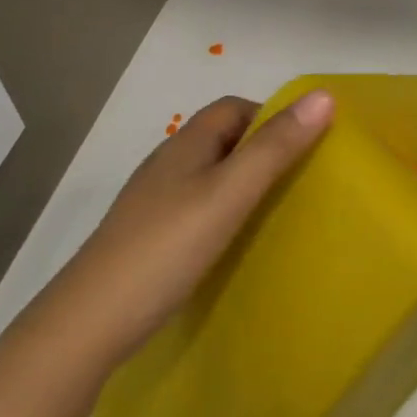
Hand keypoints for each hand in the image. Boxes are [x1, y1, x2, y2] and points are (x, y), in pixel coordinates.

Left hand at [55, 92, 333, 366]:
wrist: (93, 320)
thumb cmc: (167, 247)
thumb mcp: (229, 194)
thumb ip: (275, 148)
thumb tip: (324, 96)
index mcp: (186, 145)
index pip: (234, 107)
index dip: (273, 116)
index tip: (309, 146)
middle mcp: (169, 164)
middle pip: (224, 139)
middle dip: (265, 150)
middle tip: (303, 181)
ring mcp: (156, 201)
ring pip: (212, 176)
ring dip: (247, 183)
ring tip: (281, 211)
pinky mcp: (153, 236)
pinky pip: (200, 208)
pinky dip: (227, 212)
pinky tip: (240, 241)